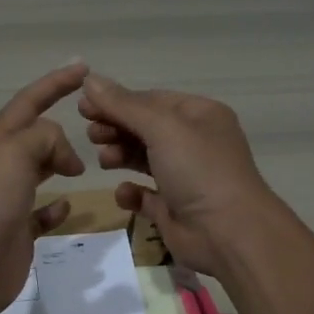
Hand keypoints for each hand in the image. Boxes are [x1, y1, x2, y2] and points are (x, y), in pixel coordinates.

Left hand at [0, 64, 88, 313]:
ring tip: (85, 165)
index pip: (29, 102)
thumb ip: (44, 138)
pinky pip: (40, 212)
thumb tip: (65, 156)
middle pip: (35, 135)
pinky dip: (56, 207)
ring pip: (39, 171)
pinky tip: (66, 206)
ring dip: (60, 163)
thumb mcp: (14, 154)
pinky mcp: (17, 231)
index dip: (55, 82)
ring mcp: (8, 200)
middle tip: (95, 127)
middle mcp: (1, 166)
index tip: (83, 68)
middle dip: (61, 127)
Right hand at [77, 73, 278, 274]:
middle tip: (91, 135)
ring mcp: (185, 177)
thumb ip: (123, 105)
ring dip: (120, 155)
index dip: (118, 101)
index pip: (152, 100)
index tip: (84, 106)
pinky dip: (131, 192)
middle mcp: (194, 143)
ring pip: (144, 159)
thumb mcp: (162, 128)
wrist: (229, 234)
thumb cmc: (199, 170)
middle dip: (117, 128)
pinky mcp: (174, 208)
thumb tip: (90, 79)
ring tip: (104, 160)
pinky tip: (124, 193)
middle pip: (145, 128)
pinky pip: (145, 195)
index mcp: (200, 116)